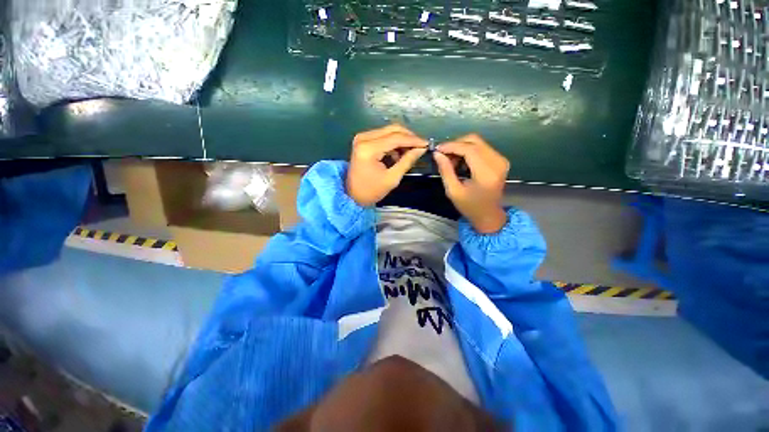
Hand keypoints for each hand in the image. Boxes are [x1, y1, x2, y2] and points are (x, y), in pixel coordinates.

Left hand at [347, 124, 427, 206]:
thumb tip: (421, 149)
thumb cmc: (371, 191)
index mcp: (369, 148)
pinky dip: (393, 143)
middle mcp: (364, 138)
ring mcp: (362, 137)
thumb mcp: (392, 178)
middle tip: (420, 147)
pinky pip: (383, 136)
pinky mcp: (363, 140)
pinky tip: (398, 155)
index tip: (427, 144)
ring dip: (402, 140)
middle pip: (393, 129)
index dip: (414, 140)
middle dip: (409, 137)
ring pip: (389, 131)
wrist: (352, 195)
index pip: (396, 138)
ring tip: (409, 154)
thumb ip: (407, 161)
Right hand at [433, 134, 508, 233]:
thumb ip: (445, 171)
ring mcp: (501, 160)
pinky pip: (482, 147)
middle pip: (474, 141)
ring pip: (477, 142)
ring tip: (451, 161)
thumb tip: (437, 154)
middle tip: (443, 156)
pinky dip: (468, 151)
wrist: (489, 214)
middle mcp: (497, 162)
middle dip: (456, 145)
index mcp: (486, 173)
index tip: (437, 149)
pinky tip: (461, 162)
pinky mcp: (500, 160)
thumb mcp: (453, 191)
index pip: (469, 149)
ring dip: (461, 148)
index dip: (451, 146)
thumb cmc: (470, 206)